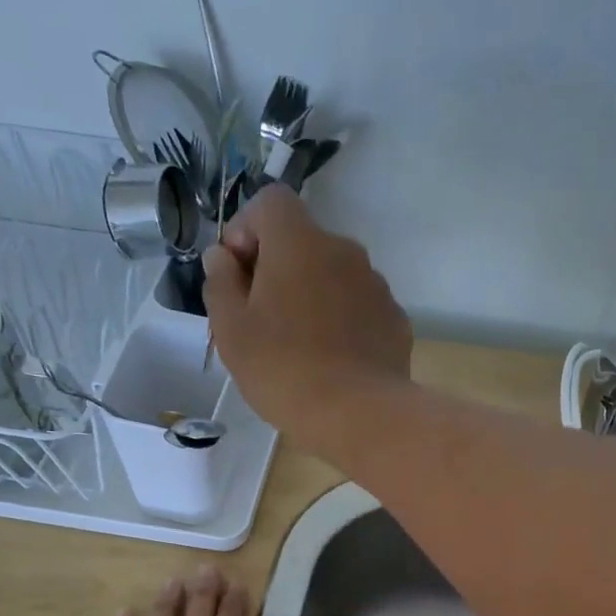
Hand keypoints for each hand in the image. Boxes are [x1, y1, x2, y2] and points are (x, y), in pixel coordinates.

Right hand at [203, 185, 412, 441]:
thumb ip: (220, 283)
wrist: (360, 414)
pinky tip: (334, 361)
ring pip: (333, 276)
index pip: (270, 202)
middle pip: (303, 242)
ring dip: (313, 296)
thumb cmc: (284, 370)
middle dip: (279, 269)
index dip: (247, 228)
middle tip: (263, 320)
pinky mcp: (395, 319)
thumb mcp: (231, 330)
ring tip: (301, 347)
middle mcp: (343, 250)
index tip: (237, 273)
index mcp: (299, 242)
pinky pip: (359, 307)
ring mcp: (375, 284)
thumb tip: (222, 257)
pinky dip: (343, 321)